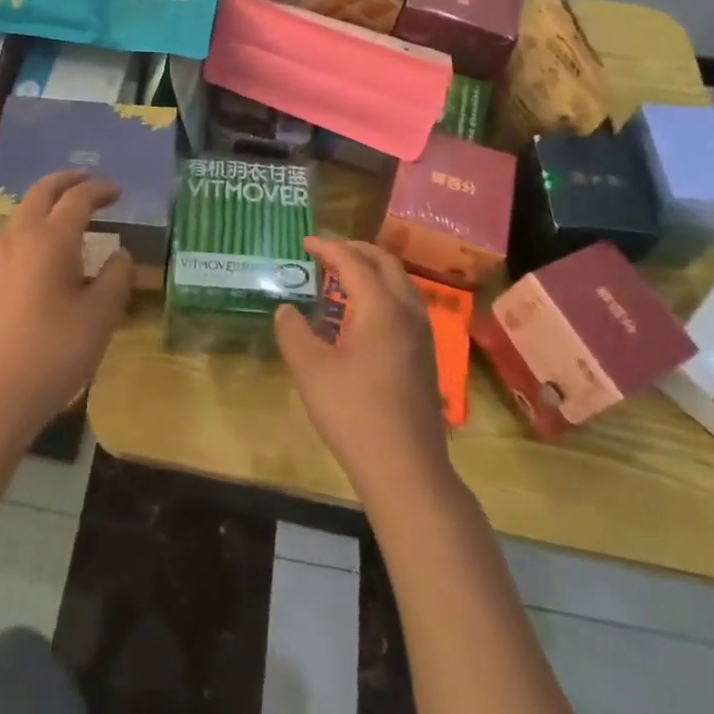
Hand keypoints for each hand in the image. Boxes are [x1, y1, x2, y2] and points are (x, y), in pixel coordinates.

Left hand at [0, 170, 133, 447]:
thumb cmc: (52, 353)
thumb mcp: (100, 317)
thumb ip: (115, 279)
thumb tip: (119, 255)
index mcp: (51, 239)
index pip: (77, 198)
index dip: (99, 189)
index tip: (117, 192)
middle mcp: (20, 238)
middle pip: (41, 192)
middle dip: (66, 180)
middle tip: (87, 181)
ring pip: (21, 211)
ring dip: (45, 200)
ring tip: (65, 210)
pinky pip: (11, 235)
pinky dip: (31, 224)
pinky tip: (41, 249)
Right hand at [275, 238, 450, 501]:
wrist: (407, 470)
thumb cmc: (355, 414)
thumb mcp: (311, 371)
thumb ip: (294, 333)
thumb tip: (286, 309)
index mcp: (381, 307)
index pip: (353, 261)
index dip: (327, 248)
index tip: (305, 242)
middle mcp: (407, 311)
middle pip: (385, 263)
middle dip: (355, 250)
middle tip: (327, 253)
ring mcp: (422, 334)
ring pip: (400, 283)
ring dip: (372, 271)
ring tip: (343, 279)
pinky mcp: (426, 356)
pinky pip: (405, 304)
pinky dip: (383, 292)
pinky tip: (363, 316)